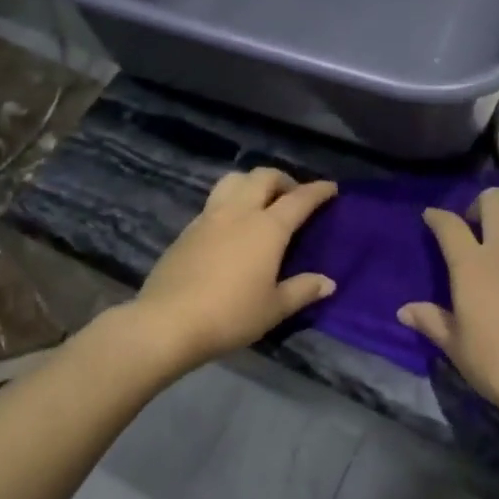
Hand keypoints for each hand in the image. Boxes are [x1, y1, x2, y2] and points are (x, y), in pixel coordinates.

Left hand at [126, 168, 338, 372]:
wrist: (168, 322)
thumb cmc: (230, 315)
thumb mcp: (274, 308)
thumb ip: (302, 290)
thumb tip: (328, 282)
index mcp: (267, 227)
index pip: (299, 199)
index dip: (318, 190)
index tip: (331, 188)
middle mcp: (239, 213)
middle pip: (263, 177)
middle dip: (284, 180)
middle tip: (293, 197)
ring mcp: (209, 217)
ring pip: (233, 180)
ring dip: (253, 183)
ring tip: (260, 202)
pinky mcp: (187, 230)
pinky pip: (215, 201)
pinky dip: (231, 202)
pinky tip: (232, 227)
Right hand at [398, 188, 498, 426]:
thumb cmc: (498, 363)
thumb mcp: (456, 346)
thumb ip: (431, 321)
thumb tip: (404, 311)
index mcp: (472, 265)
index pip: (450, 225)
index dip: (437, 216)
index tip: (431, 217)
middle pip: (494, 199)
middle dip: (478, 205)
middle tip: (473, 227)